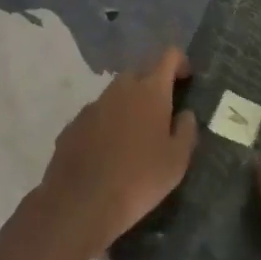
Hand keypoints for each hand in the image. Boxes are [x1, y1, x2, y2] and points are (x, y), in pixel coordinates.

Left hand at [36, 47, 198, 255]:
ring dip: (128, 105)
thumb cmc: (139, 179)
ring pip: (116, 94)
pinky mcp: (73, 124)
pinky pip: (96, 115)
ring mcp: (94, 104)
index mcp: (151, 90)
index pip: (169, 56)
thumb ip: (186, 131)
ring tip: (134, 137)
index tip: (186, 80)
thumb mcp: (177, 161)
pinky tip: (107, 153)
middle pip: (141, 73)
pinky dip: (106, 124)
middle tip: (161, 114)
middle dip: (152, 85)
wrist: (81, 203)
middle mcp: (121, 88)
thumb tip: (186, 114)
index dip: (180, 63)